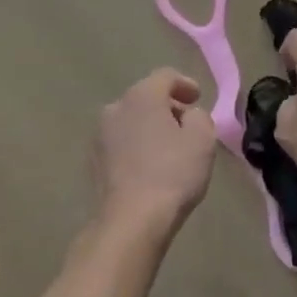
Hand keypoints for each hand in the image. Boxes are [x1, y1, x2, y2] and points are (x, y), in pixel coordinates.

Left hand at [92, 68, 218, 227]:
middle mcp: (115, 108)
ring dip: (150, 128)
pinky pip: (121, 144)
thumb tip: (188, 116)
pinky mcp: (93, 162)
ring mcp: (99, 136)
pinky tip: (150, 167)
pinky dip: (137, 147)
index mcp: (141, 96)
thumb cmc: (172, 173)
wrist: (131, 220)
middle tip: (187, 125)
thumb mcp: (202, 140)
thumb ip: (200, 117)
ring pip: (131, 121)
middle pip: (145, 98)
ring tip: (169, 149)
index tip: (197, 98)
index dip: (184, 84)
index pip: (165, 76)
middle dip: (167, 107)